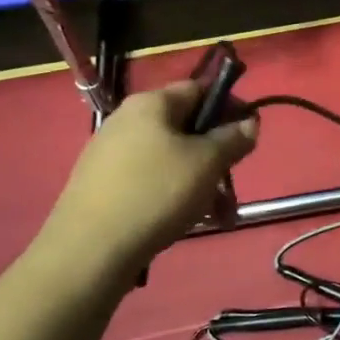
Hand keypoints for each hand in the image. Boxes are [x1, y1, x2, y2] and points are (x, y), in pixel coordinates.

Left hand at [37, 82, 256, 272]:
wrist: (89, 250)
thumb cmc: (156, 192)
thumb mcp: (207, 162)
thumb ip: (233, 138)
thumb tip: (249, 123)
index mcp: (151, 104)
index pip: (200, 89)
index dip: (230, 106)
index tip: (250, 134)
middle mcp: (128, 121)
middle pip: (187, 127)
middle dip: (217, 155)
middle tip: (234, 183)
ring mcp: (112, 154)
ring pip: (173, 159)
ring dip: (203, 182)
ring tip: (220, 215)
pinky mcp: (105, 186)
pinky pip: (152, 180)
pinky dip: (177, 195)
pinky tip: (189, 220)